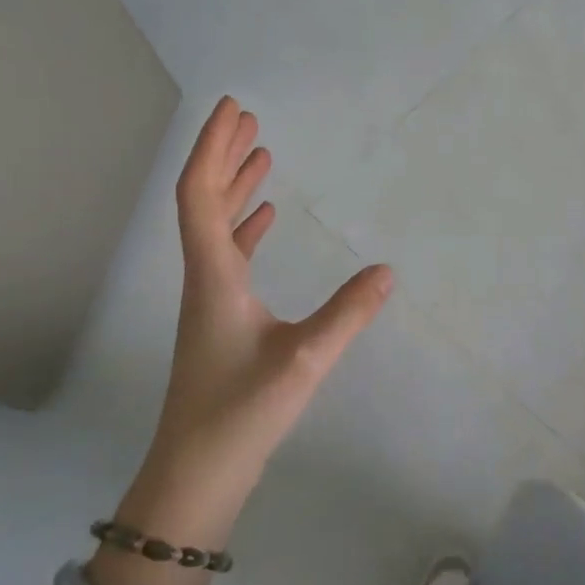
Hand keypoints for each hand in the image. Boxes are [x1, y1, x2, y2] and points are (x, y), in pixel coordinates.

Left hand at [149, 97, 393, 492]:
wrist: (196, 475)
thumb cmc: (242, 413)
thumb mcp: (304, 360)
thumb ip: (348, 314)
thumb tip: (388, 270)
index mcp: (214, 276)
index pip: (201, 195)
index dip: (213, 148)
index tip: (232, 109)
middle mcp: (205, 279)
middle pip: (204, 201)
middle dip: (224, 155)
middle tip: (248, 119)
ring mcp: (210, 300)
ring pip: (217, 227)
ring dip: (235, 187)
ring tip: (260, 155)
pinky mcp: (220, 321)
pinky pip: (230, 255)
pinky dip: (246, 227)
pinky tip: (264, 217)